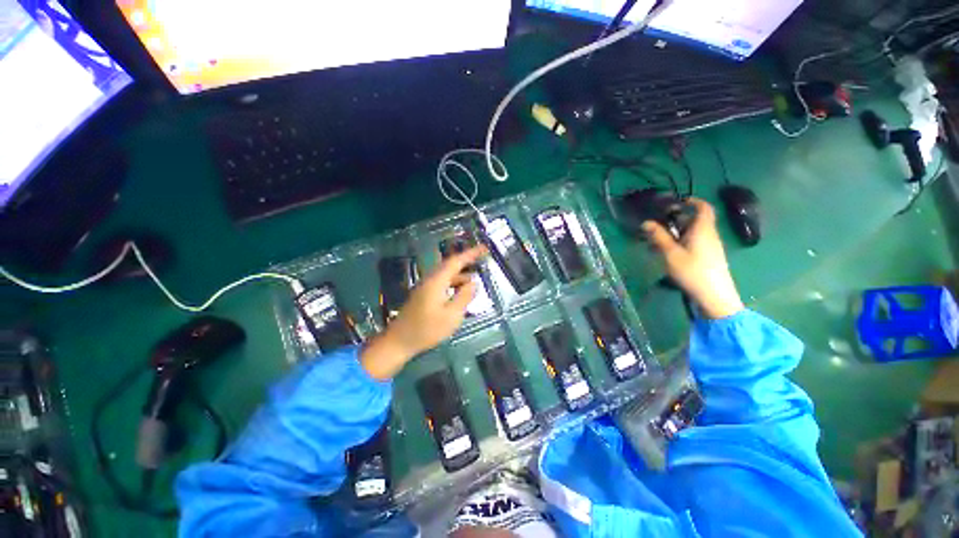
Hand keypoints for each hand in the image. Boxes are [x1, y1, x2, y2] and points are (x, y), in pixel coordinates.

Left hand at [360, 245, 486, 379]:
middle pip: (451, 264)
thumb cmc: (427, 329)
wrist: (399, 341)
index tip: (484, 248)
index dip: (471, 253)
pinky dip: (454, 283)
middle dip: (467, 260)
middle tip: (482, 258)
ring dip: (461, 274)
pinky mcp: (424, 294)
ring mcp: (426, 286)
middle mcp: (430, 279)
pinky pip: (443, 282)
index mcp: (437, 281)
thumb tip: (473, 283)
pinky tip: (461, 291)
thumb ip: (464, 297)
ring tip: (475, 280)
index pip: (456, 261)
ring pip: (447, 274)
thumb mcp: (451, 316)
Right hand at [643, 199, 743, 319]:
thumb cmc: (692, 271)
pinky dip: (681, 242)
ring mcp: (711, 247)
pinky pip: (695, 243)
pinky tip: (669, 253)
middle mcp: (709, 235)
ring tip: (659, 241)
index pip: (704, 207)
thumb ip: (659, 237)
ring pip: (694, 232)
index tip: (677, 201)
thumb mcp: (671, 253)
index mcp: (703, 229)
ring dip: (677, 232)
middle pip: (696, 220)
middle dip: (678, 219)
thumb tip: (646, 222)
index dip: (693, 201)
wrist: (714, 296)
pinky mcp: (709, 257)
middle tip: (659, 224)